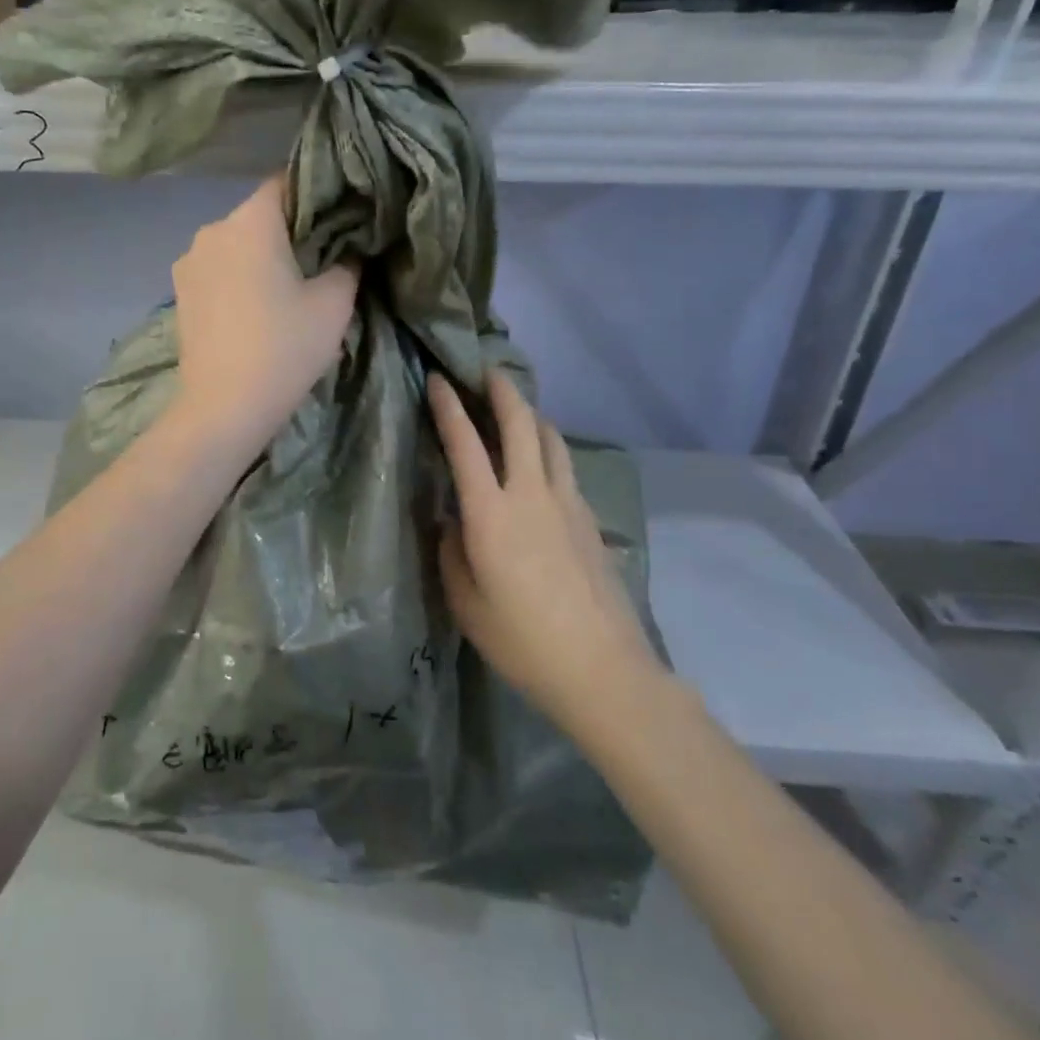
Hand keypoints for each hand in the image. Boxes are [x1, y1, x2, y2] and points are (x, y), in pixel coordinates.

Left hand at [171, 176, 357, 457]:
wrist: (224, 407)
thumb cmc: (284, 348)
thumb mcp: (334, 303)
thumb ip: (347, 264)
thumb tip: (347, 251)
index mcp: (251, 221)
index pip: (287, 183)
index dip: (317, 196)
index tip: (339, 221)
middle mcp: (212, 229)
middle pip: (259, 215)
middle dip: (289, 231)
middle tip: (320, 259)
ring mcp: (189, 262)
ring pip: (236, 244)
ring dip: (260, 256)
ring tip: (286, 288)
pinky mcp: (179, 292)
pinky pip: (217, 270)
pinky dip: (238, 277)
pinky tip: (255, 308)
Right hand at [430, 370, 664, 733]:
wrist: (601, 668)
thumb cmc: (521, 640)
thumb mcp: (466, 602)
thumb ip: (452, 552)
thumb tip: (455, 522)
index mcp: (491, 513)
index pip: (465, 444)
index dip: (449, 407)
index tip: (439, 380)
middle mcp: (531, 494)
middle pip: (521, 424)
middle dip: (503, 391)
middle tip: (487, 371)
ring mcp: (568, 504)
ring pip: (552, 440)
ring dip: (532, 416)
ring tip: (518, 410)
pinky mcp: (591, 519)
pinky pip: (566, 468)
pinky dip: (550, 449)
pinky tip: (544, 463)